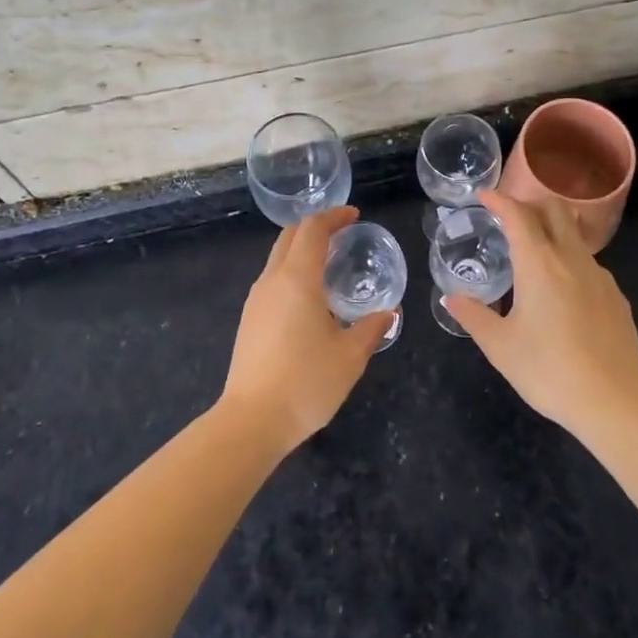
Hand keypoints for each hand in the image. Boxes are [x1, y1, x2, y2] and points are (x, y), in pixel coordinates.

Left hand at [221, 206, 392, 453]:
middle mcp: (272, 281)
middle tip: (343, 234)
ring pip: (277, 258)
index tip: (354, 216)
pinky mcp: (249, 321)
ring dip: (302, 250)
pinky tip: (311, 297)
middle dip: (316, 227)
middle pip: (289, 237)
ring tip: (330, 264)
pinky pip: (272, 281)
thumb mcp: (350, 356)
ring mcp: (256, 301)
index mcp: (297, 279)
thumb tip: (389, 313)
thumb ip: (371, 329)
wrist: (252, 421)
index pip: (312, 229)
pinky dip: (292, 272)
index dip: (333, 216)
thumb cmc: (306, 382)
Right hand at [445, 190, 637, 438]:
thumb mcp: (500, 347)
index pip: (518, 215)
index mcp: (539, 264)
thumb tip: (451, 298)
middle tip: (509, 217)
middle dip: (530, 204)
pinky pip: (589, 264)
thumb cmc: (549, 370)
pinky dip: (570, 260)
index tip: (484, 196)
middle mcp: (572, 259)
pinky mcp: (617, 297)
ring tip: (533, 253)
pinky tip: (562, 290)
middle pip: (555, 210)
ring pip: (575, 236)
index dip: (499, 200)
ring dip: (552, 231)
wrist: (616, 401)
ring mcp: (600, 276)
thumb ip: (474, 317)